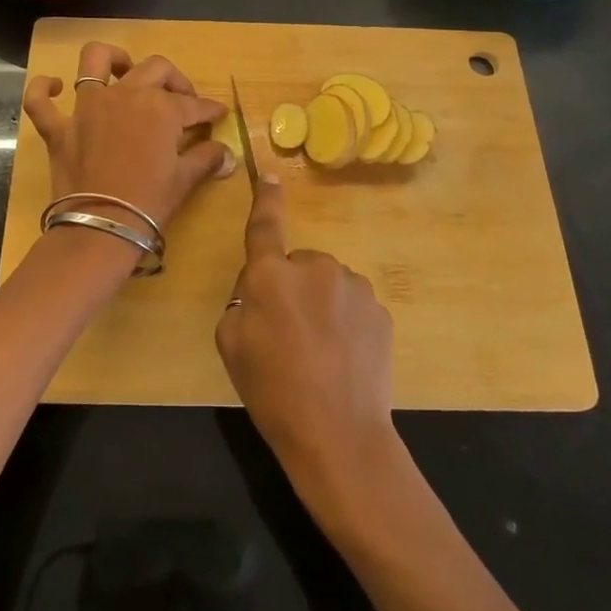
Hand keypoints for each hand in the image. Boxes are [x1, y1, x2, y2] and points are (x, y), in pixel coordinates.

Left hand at [23, 42, 231, 231]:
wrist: (102, 227)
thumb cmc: (150, 202)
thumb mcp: (185, 180)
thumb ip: (207, 159)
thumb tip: (227, 155)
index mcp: (161, 107)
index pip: (193, 104)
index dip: (209, 110)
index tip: (218, 114)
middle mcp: (125, 94)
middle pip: (155, 69)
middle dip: (175, 80)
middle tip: (181, 100)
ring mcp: (87, 107)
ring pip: (96, 61)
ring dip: (112, 59)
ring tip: (123, 69)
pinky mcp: (59, 127)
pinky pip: (39, 100)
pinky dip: (43, 90)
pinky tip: (53, 87)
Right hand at [215, 176, 396, 483]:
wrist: (338, 435)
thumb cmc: (271, 391)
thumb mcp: (230, 344)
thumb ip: (241, 301)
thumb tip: (262, 285)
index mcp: (271, 275)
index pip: (265, 226)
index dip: (266, 199)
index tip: (271, 175)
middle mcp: (315, 267)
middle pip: (298, 265)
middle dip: (292, 287)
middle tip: (287, 334)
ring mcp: (353, 286)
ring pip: (328, 285)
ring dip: (321, 304)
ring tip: (319, 352)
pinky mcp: (380, 310)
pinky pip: (353, 305)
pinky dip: (347, 322)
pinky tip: (344, 358)